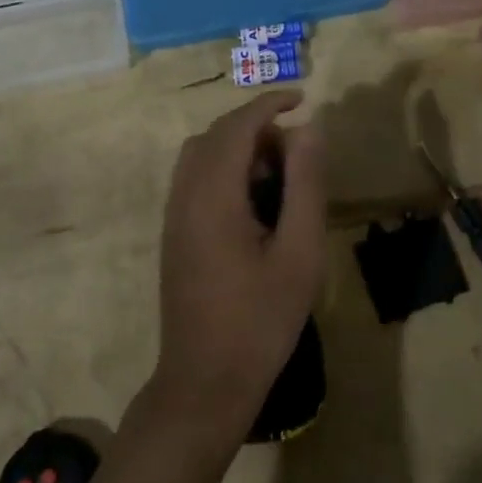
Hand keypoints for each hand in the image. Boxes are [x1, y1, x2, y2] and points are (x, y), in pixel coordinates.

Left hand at [152, 92, 326, 428]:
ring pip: (201, 153)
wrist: (203, 384)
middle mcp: (185, 194)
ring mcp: (173, 214)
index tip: (303, 98)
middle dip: (257, 127)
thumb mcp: (299, 254)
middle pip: (216, 134)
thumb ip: (305, 185)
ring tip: (278, 176)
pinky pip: (194, 177)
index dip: (269, 104)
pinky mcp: (173, 233)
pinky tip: (253, 202)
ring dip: (238, 147)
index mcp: (213, 195)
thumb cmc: (259, 322)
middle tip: (298, 153)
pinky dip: (224, 168)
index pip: (237, 126)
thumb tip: (308, 129)